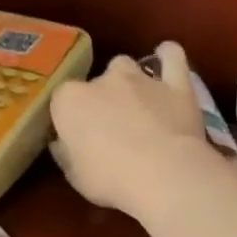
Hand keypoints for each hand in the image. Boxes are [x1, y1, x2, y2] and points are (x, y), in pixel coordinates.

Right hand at [50, 41, 217, 217]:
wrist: (162, 175)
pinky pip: (172, 57)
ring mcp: (140, 78)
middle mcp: (102, 80)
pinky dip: (168, 56)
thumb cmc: (110, 179)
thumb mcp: (75, 176)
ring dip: (128, 82)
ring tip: (137, 106)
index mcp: (69, 101)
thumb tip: (62, 143)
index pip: (61, 101)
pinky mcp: (175, 82)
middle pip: (95, 83)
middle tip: (110, 129)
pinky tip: (166, 60)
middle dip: (100, 101)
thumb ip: (66, 154)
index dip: (70, 119)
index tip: (77, 137)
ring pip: (126, 67)